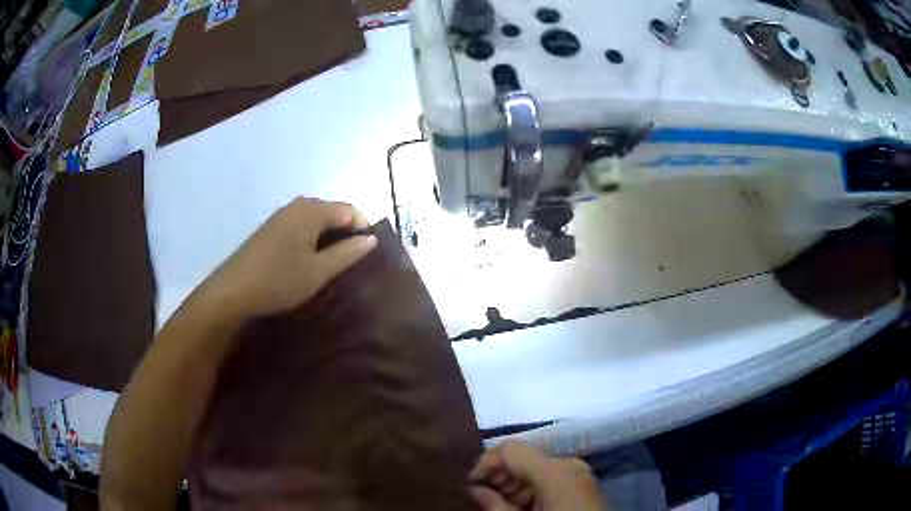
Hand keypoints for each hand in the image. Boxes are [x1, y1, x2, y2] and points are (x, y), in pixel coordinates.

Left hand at [198, 197, 376, 319]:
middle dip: (347, 232)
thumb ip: (348, 253)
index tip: (372, 252)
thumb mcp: (319, 271)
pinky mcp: (271, 228)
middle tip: (357, 260)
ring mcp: (282, 216)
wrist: (234, 290)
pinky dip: (313, 239)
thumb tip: (371, 239)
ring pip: (316, 220)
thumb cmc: (280, 280)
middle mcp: (297, 205)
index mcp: (312, 210)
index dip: (364, 228)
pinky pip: (301, 226)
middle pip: (332, 212)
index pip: (349, 210)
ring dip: (330, 237)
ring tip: (337, 263)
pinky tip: (312, 260)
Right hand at [469, 441, 605, 510]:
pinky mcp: (582, 483)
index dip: (485, 462)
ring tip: (500, 506)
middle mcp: (569, 464)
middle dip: (499, 476)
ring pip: (536, 469)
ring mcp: (579, 473)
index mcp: (555, 471)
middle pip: (524, 458)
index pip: (512, 449)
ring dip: (514, 484)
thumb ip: (494, 505)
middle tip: (481, 497)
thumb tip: (474, 489)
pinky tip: (521, 507)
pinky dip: (531, 489)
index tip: (470, 483)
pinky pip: (551, 478)